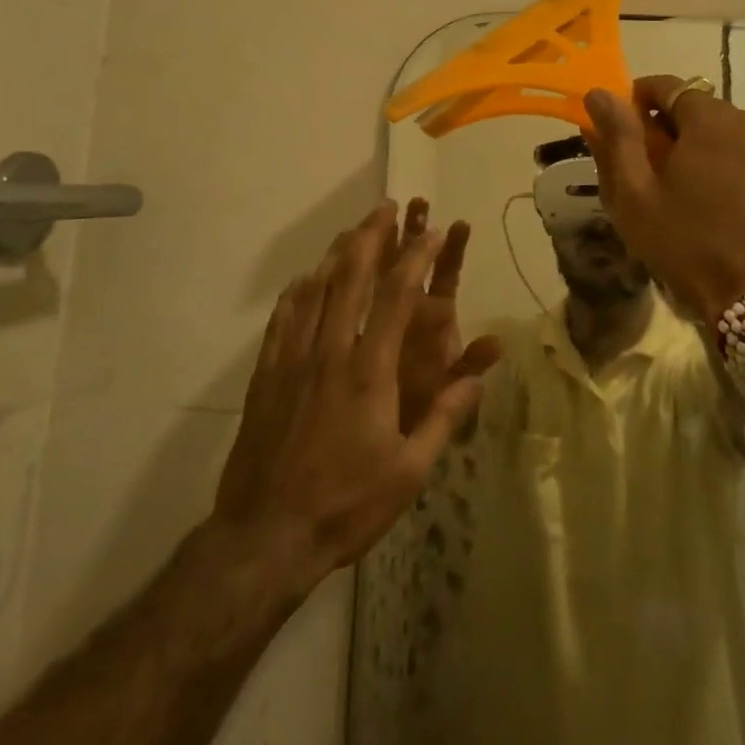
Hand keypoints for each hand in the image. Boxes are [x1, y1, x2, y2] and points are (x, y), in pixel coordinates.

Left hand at [212, 204, 499, 596]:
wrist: (265, 537)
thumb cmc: (345, 505)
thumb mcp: (409, 472)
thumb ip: (443, 417)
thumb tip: (479, 376)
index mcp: (369, 370)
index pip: (397, 297)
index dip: (416, 258)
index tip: (432, 232)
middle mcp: (330, 351)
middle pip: (350, 277)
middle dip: (370, 237)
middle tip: (385, 208)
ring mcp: (293, 359)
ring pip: (314, 290)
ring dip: (335, 254)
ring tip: (350, 231)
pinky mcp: (266, 375)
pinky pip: (282, 319)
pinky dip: (297, 291)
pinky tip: (303, 280)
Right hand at [583, 76, 744, 324]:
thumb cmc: (687, 244)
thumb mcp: (635, 194)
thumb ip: (618, 136)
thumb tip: (600, 93)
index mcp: (712, 120)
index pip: (668, 85)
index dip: (639, 99)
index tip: (624, 125)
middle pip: (702, 110)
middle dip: (672, 128)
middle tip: (651, 166)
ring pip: (731, 136)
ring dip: (705, 149)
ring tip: (689, 192)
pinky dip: (734, 171)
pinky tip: (723, 209)